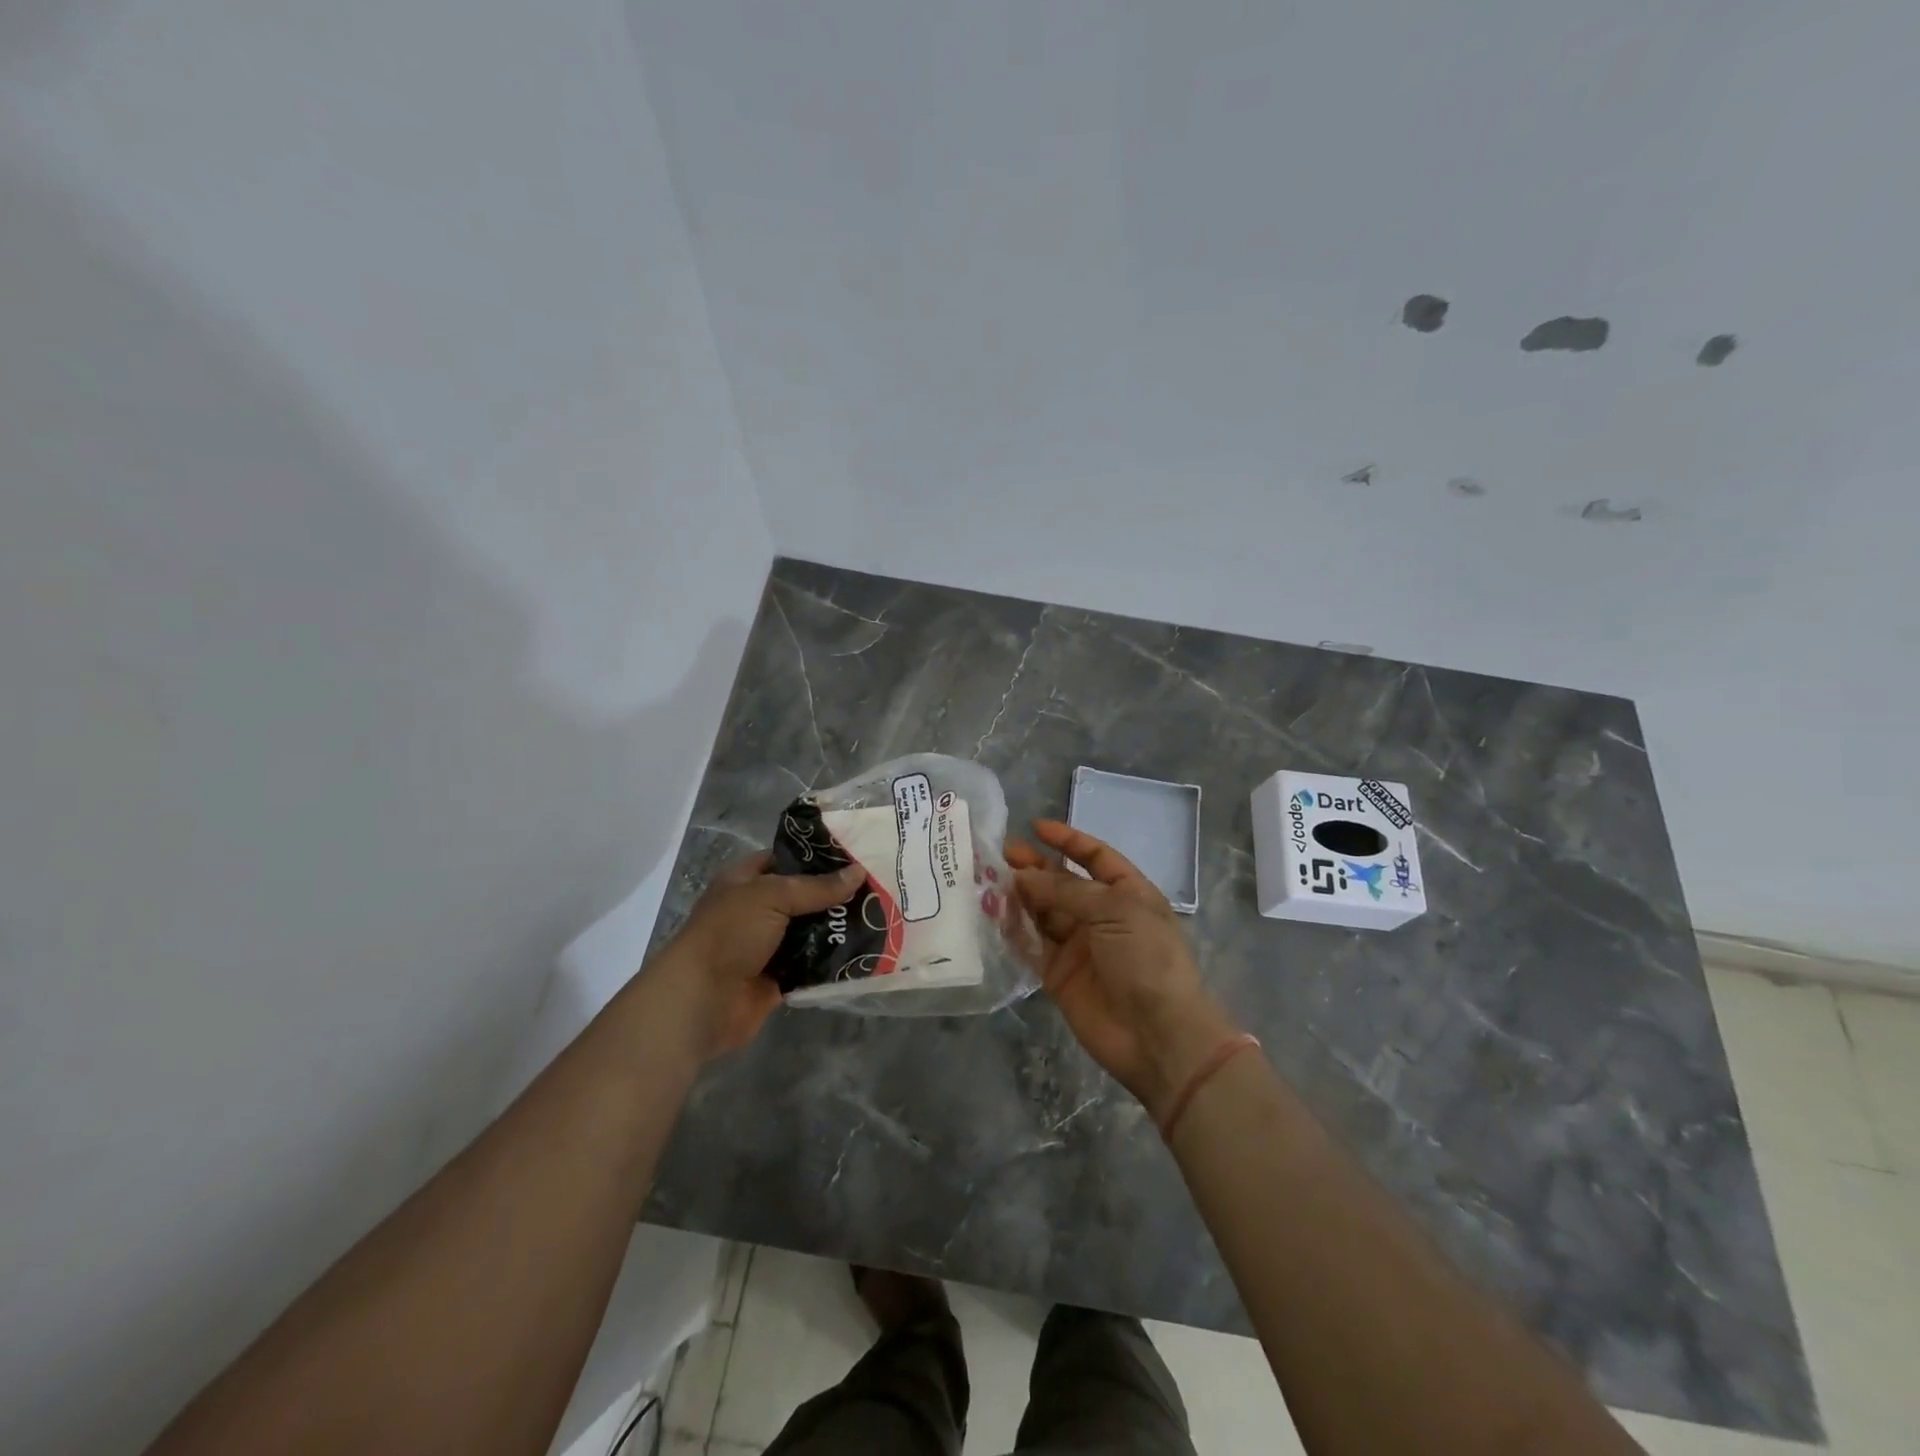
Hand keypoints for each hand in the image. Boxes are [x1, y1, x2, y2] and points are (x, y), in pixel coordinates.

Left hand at [658, 853, 864, 1061]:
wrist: (702, 1000)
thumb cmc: (729, 934)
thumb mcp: (772, 896)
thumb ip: (816, 887)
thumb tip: (859, 872)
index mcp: (746, 881)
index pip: (786, 858)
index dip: (817, 855)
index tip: (857, 853)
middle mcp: (757, 910)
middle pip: (804, 896)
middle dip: (836, 894)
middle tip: (879, 886)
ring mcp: (769, 946)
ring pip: (812, 931)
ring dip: (838, 927)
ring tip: (882, 916)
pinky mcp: (780, 978)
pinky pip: (814, 964)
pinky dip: (834, 960)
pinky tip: (867, 950)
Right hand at [1009, 821, 1240, 1120]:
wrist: (1158, 1034)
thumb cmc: (1147, 958)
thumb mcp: (1115, 910)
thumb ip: (1066, 890)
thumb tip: (1022, 875)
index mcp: (1127, 893)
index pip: (1095, 856)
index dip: (1067, 840)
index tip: (1035, 827)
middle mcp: (1102, 915)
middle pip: (1063, 883)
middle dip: (1035, 867)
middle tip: (1001, 855)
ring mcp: (1079, 946)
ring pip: (1043, 912)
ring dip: (1020, 896)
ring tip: (988, 880)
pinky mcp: (1058, 975)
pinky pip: (1032, 946)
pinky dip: (1013, 930)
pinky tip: (993, 915)